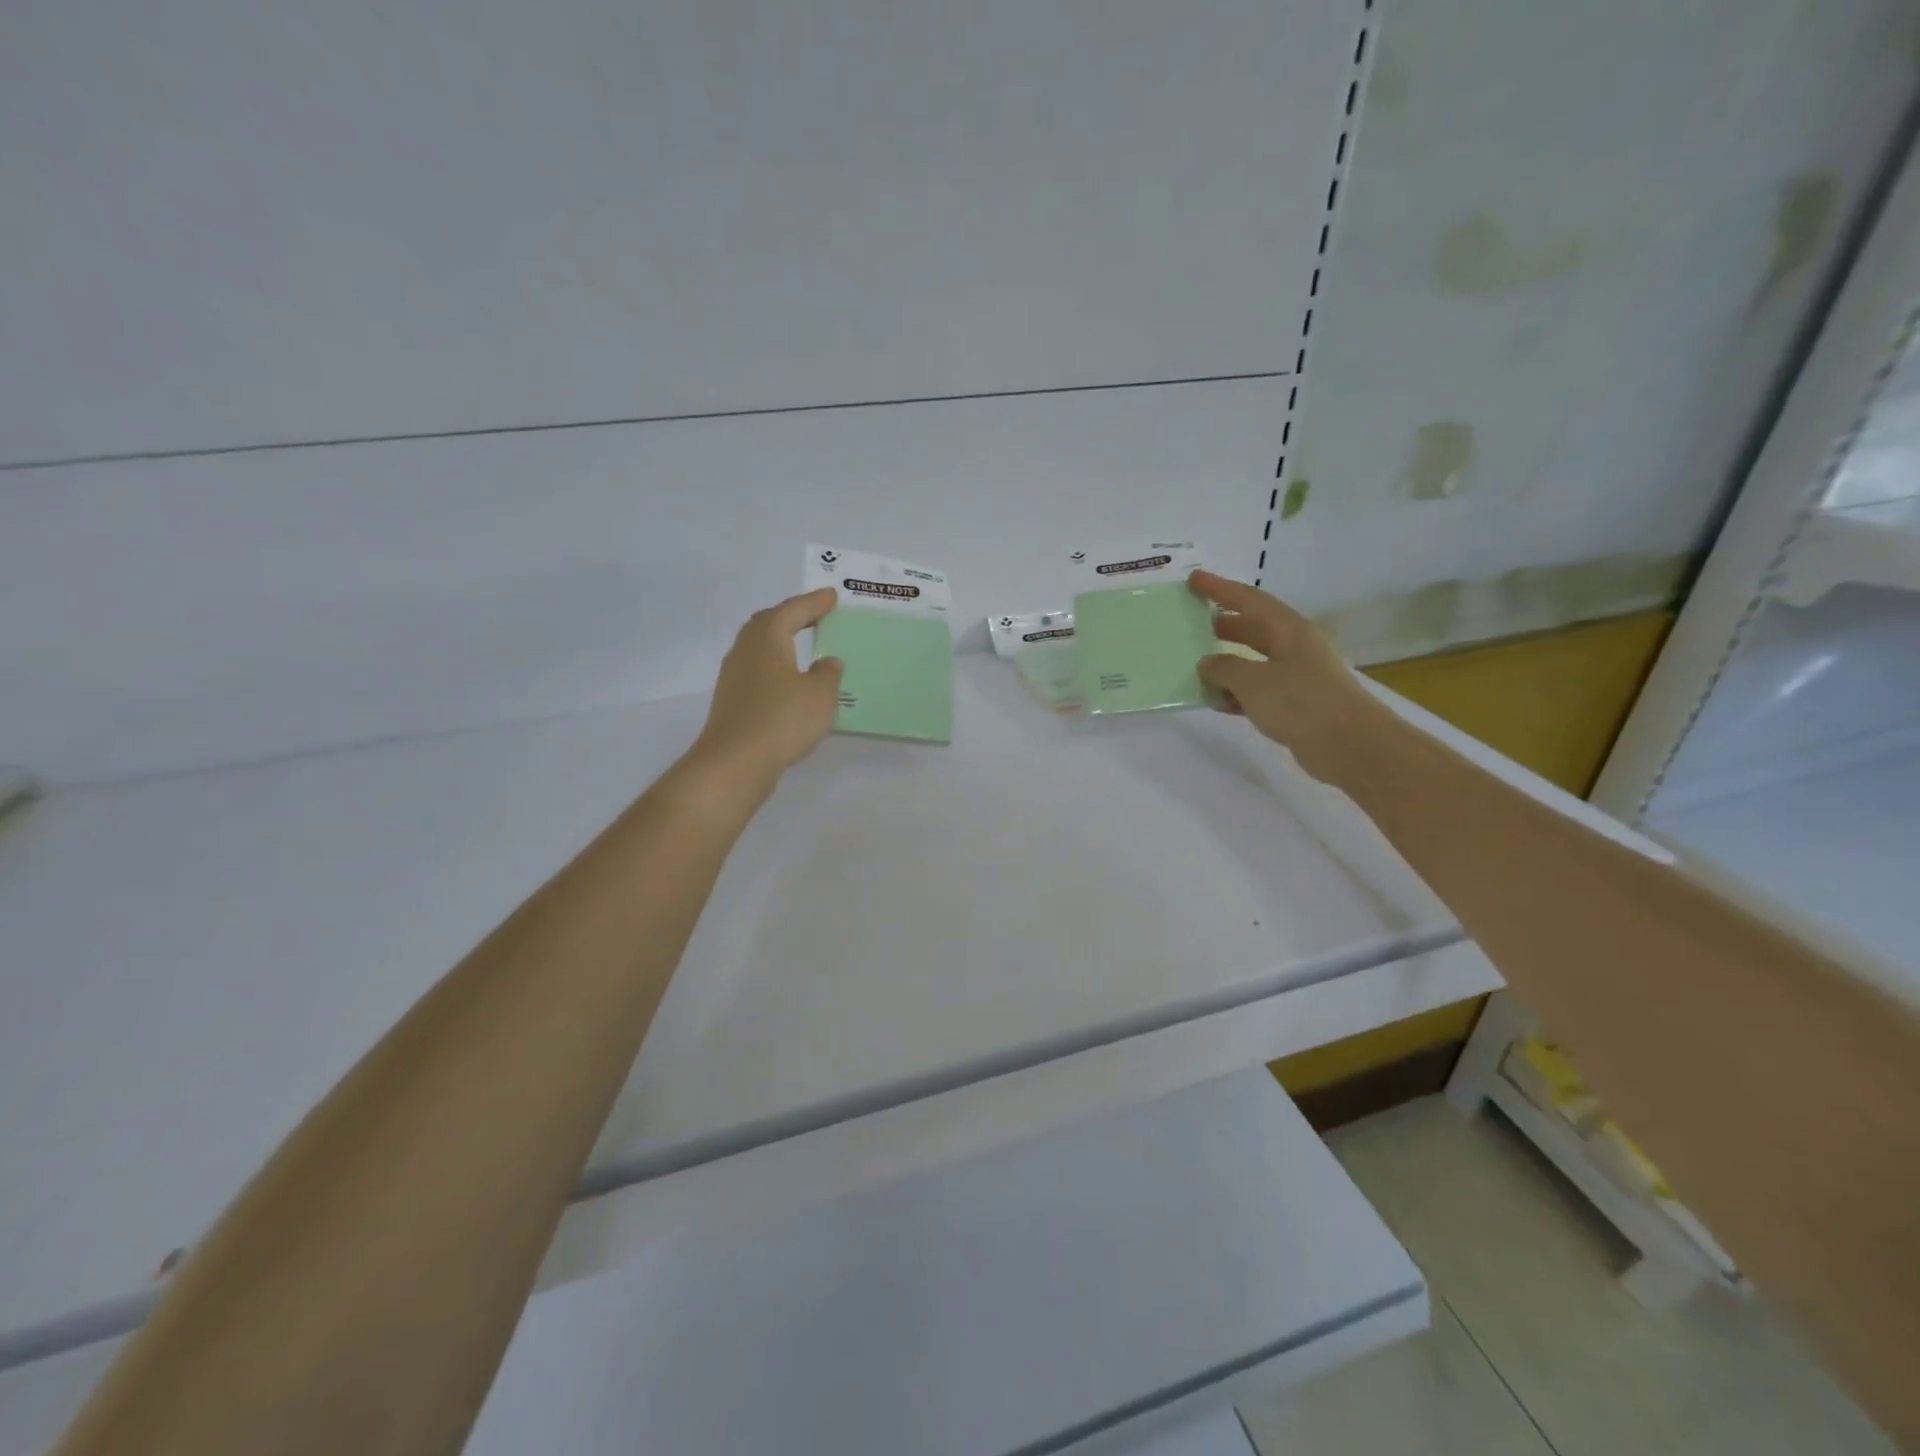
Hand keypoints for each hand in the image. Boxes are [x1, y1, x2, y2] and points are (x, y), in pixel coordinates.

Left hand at [688, 589, 843, 794]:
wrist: (735, 763)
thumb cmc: (782, 719)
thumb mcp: (820, 695)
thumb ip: (828, 674)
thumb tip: (827, 662)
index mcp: (767, 638)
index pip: (792, 610)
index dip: (814, 603)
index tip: (832, 596)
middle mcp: (746, 650)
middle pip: (768, 623)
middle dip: (792, 616)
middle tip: (815, 615)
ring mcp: (734, 677)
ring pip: (760, 648)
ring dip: (781, 642)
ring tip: (803, 645)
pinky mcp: (732, 702)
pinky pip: (758, 672)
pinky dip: (776, 668)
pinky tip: (789, 683)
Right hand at [1189, 570, 1385, 783]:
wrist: (1351, 746)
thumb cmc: (1302, 703)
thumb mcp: (1253, 682)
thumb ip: (1224, 668)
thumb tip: (1207, 663)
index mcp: (1289, 630)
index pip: (1249, 600)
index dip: (1219, 588)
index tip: (1193, 580)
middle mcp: (1296, 648)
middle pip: (1254, 628)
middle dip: (1224, 624)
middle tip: (1193, 622)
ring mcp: (1299, 676)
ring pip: (1255, 661)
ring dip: (1228, 662)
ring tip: (1198, 664)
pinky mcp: (1297, 704)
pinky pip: (1260, 690)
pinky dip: (1238, 692)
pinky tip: (1218, 702)